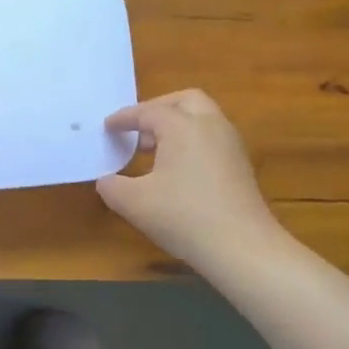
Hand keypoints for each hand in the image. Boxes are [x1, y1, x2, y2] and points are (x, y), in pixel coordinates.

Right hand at [97, 90, 284, 267]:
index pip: (148, 112)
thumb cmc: (183, 216)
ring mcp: (231, 145)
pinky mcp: (241, 166)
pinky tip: (176, 170)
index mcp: (182, 126)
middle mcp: (210, 126)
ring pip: (203, 119)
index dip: (124, 118)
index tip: (107, 126)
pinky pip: (212, 139)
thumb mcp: (133, 203)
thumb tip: (107, 181)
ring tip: (153, 150)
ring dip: (177, 125)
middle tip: (138, 128)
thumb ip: (111, 187)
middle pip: (184, 101)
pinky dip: (191, 142)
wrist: (242, 247)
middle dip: (158, 108)